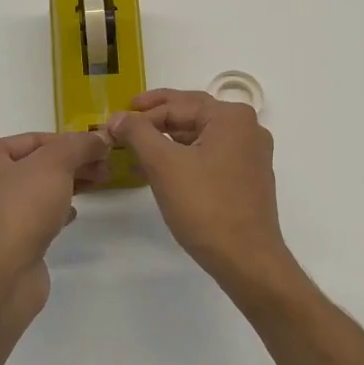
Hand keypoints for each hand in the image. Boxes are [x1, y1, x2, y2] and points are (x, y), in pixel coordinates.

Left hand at [0, 131, 110, 290]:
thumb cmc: (20, 208)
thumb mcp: (55, 164)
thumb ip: (78, 146)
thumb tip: (99, 138)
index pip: (33, 139)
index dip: (71, 142)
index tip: (102, 149)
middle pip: (33, 164)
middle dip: (72, 164)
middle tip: (105, 169)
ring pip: (33, 191)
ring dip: (65, 186)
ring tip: (97, 186)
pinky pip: (30, 217)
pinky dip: (52, 211)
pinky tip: (72, 214)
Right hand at [107, 89, 291, 289]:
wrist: (246, 259)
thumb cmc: (205, 206)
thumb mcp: (164, 164)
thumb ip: (138, 133)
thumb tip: (118, 116)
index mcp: (231, 117)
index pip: (177, 105)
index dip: (140, 114)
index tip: (112, 125)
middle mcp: (247, 129)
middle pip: (191, 115)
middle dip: (155, 122)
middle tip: (123, 126)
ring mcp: (251, 155)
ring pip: (200, 137)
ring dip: (167, 142)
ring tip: (135, 152)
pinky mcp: (248, 178)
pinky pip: (210, 156)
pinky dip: (184, 159)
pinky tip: (160, 172)